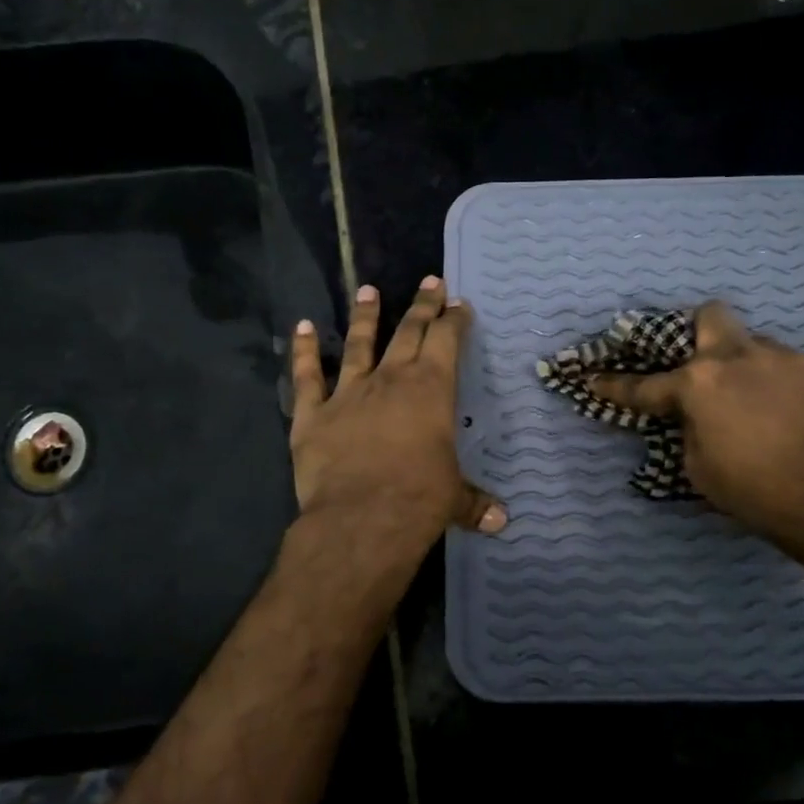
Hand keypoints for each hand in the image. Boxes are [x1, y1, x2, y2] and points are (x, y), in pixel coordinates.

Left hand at [290, 278, 505, 559]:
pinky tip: (302, 327)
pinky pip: (306, 376)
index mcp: (430, 390)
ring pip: (358, 344)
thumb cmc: (418, 500)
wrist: (361, 519)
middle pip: (408, 332)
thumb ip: (474, 503)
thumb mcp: (454, 499)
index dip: (453, 320)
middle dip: (422, 306)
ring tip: (369, 291)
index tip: (458, 303)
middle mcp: (390, 380)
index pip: (446, 341)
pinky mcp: (312, 414)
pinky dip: (303, 351)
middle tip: (430, 282)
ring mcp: (348, 393)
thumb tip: (501, 522)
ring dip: (365, 316)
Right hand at [590, 302, 803, 557]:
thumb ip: (692, 431)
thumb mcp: (701, 470)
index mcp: (701, 385)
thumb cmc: (759, 495)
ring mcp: (794, 359)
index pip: (645, 385)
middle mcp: (743, 358)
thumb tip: (699, 416)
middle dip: (701, 331)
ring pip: (764, 351)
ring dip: (757, 374)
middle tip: (707, 363)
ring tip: (773, 412)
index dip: (616, 385)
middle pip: (712, 316)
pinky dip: (799, 394)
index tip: (594, 379)